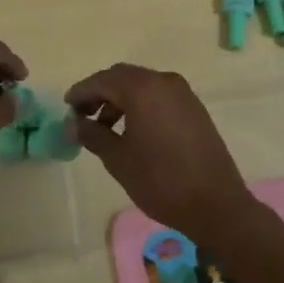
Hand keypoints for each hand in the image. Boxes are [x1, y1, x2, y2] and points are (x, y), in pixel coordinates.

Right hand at [65, 64, 257, 244]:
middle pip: (123, 77)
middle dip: (100, 93)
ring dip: (120, 100)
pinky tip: (132, 131)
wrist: (217, 205)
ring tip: (104, 128)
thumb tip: (73, 123)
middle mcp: (164, 81)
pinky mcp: (194, 108)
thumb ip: (92, 135)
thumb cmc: (161, 181)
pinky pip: (159, 96)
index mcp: (143, 88)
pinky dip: (140, 105)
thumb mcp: (118, 159)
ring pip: (142, 86)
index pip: (103, 80)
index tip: (66, 107)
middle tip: (82, 115)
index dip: (81, 92)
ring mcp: (183, 94)